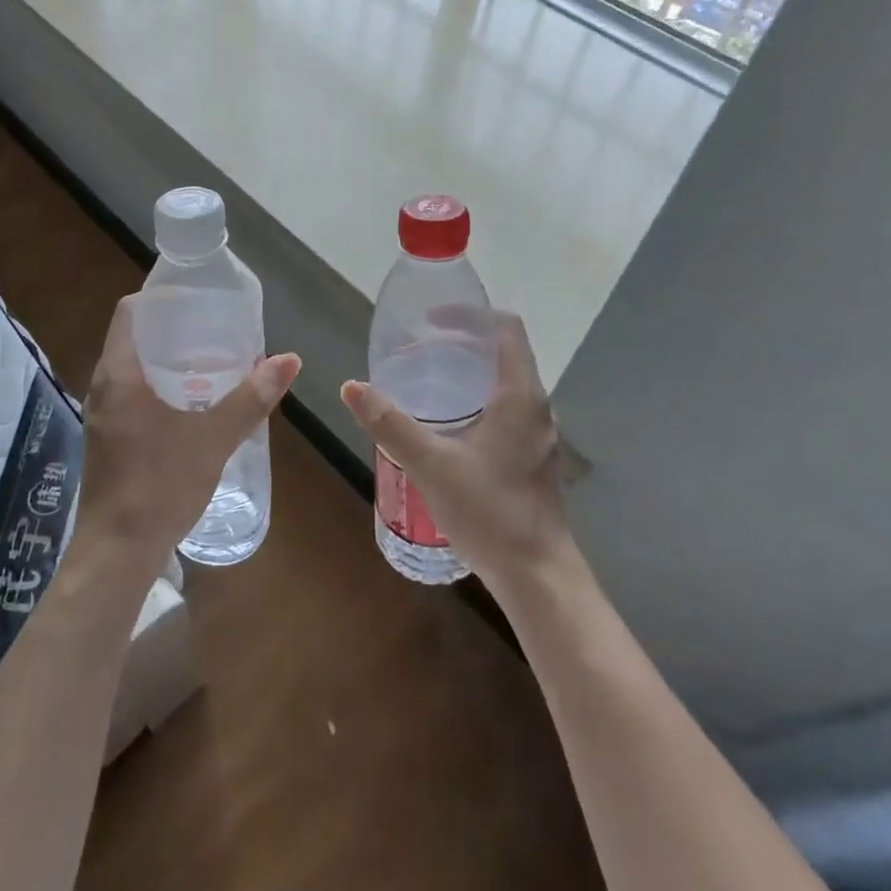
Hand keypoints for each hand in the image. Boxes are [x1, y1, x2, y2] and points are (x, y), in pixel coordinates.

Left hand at [78, 294, 300, 568]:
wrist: (117, 552)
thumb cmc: (160, 484)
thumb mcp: (214, 438)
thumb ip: (252, 398)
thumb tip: (289, 359)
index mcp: (119, 373)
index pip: (131, 312)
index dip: (162, 298)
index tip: (198, 298)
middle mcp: (103, 387)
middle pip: (134, 339)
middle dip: (174, 331)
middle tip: (216, 329)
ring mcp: (101, 415)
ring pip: (134, 370)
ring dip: (168, 362)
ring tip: (211, 362)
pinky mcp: (107, 439)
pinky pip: (132, 396)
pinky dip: (160, 388)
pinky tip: (192, 404)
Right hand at [340, 312, 584, 593]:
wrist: (537, 575)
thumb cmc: (490, 512)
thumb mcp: (431, 465)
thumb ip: (390, 424)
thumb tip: (352, 386)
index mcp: (519, 395)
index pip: (505, 328)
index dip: (470, 315)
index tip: (432, 318)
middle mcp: (536, 406)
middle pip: (505, 352)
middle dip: (464, 341)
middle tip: (421, 346)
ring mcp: (538, 433)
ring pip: (506, 382)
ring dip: (471, 370)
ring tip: (429, 378)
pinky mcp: (533, 456)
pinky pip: (507, 408)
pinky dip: (478, 397)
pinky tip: (449, 424)